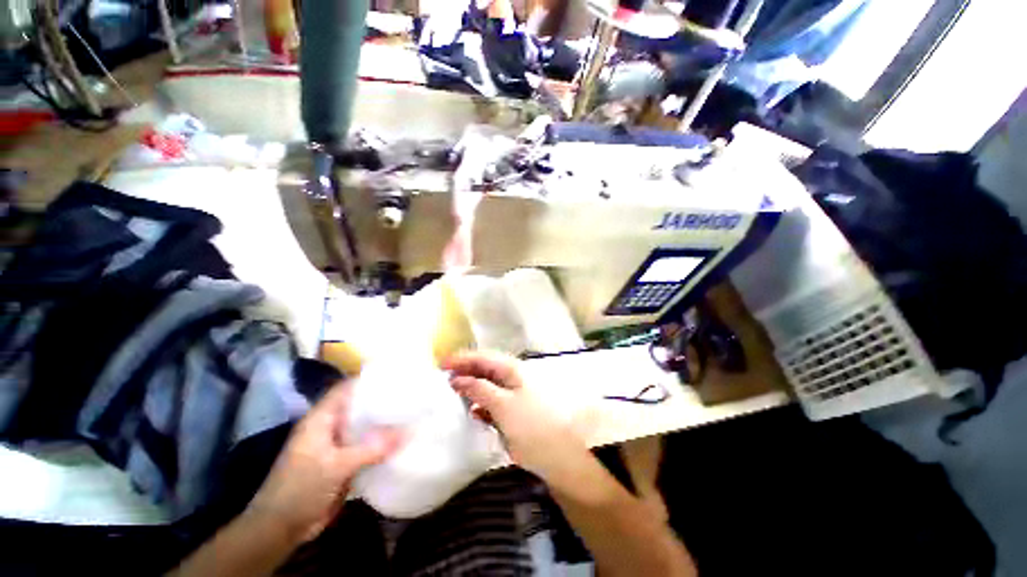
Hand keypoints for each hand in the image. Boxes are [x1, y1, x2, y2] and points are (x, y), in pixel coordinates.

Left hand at [247, 381, 401, 542]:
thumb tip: (407, 432)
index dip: (367, 381)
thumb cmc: (300, 489)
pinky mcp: (343, 464)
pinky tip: (400, 442)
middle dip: (382, 402)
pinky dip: (380, 445)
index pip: (346, 389)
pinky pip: (366, 448)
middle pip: (358, 407)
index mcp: (322, 419)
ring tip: (410, 415)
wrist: (280, 530)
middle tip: (409, 396)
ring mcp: (336, 446)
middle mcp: (330, 428)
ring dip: (383, 425)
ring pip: (363, 428)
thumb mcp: (337, 466)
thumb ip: (372, 449)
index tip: (395, 377)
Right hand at [442, 351, 590, 488]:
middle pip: (483, 370)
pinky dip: (479, 405)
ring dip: (470, 389)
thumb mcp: (503, 405)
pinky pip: (491, 403)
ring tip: (450, 394)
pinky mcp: (512, 411)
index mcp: (512, 369)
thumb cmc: (531, 425)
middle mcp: (512, 377)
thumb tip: (457, 379)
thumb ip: (479, 389)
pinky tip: (470, 412)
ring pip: (486, 386)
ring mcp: (512, 394)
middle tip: (441, 379)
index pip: (482, 357)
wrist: (559, 456)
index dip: (461, 359)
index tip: (439, 364)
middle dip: (464, 372)